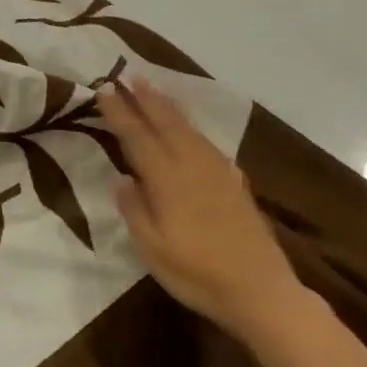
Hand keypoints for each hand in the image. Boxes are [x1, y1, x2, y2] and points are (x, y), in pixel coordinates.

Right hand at [98, 80, 306, 341]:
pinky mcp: (236, 183)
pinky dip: (192, 127)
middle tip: (129, 76)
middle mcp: (192, 165)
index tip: (104, 89)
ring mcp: (218, 172)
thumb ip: (134, 209)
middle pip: (166, 123)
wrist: (261, 291)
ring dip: (169, 106)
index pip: (137, 137)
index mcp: (167, 179)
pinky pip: (207, 142)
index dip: (120, 112)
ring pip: (189, 129)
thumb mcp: (151, 249)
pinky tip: (191, 130)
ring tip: (154, 89)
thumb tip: (121, 177)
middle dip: (145, 99)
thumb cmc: (197, 273)